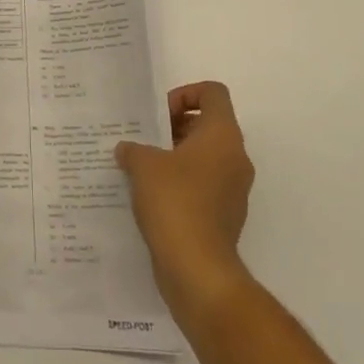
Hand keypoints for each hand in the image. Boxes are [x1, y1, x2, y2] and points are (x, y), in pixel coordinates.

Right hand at [115, 81, 255, 307]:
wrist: (198, 270)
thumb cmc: (175, 202)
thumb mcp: (143, 165)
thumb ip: (133, 148)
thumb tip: (128, 150)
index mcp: (222, 136)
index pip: (213, 93)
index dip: (185, 94)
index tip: (159, 114)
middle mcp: (235, 158)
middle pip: (207, 125)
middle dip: (174, 127)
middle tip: (144, 139)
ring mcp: (234, 190)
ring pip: (204, 157)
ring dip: (175, 156)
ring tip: (142, 168)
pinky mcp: (225, 216)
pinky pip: (203, 186)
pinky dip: (180, 184)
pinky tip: (151, 197)